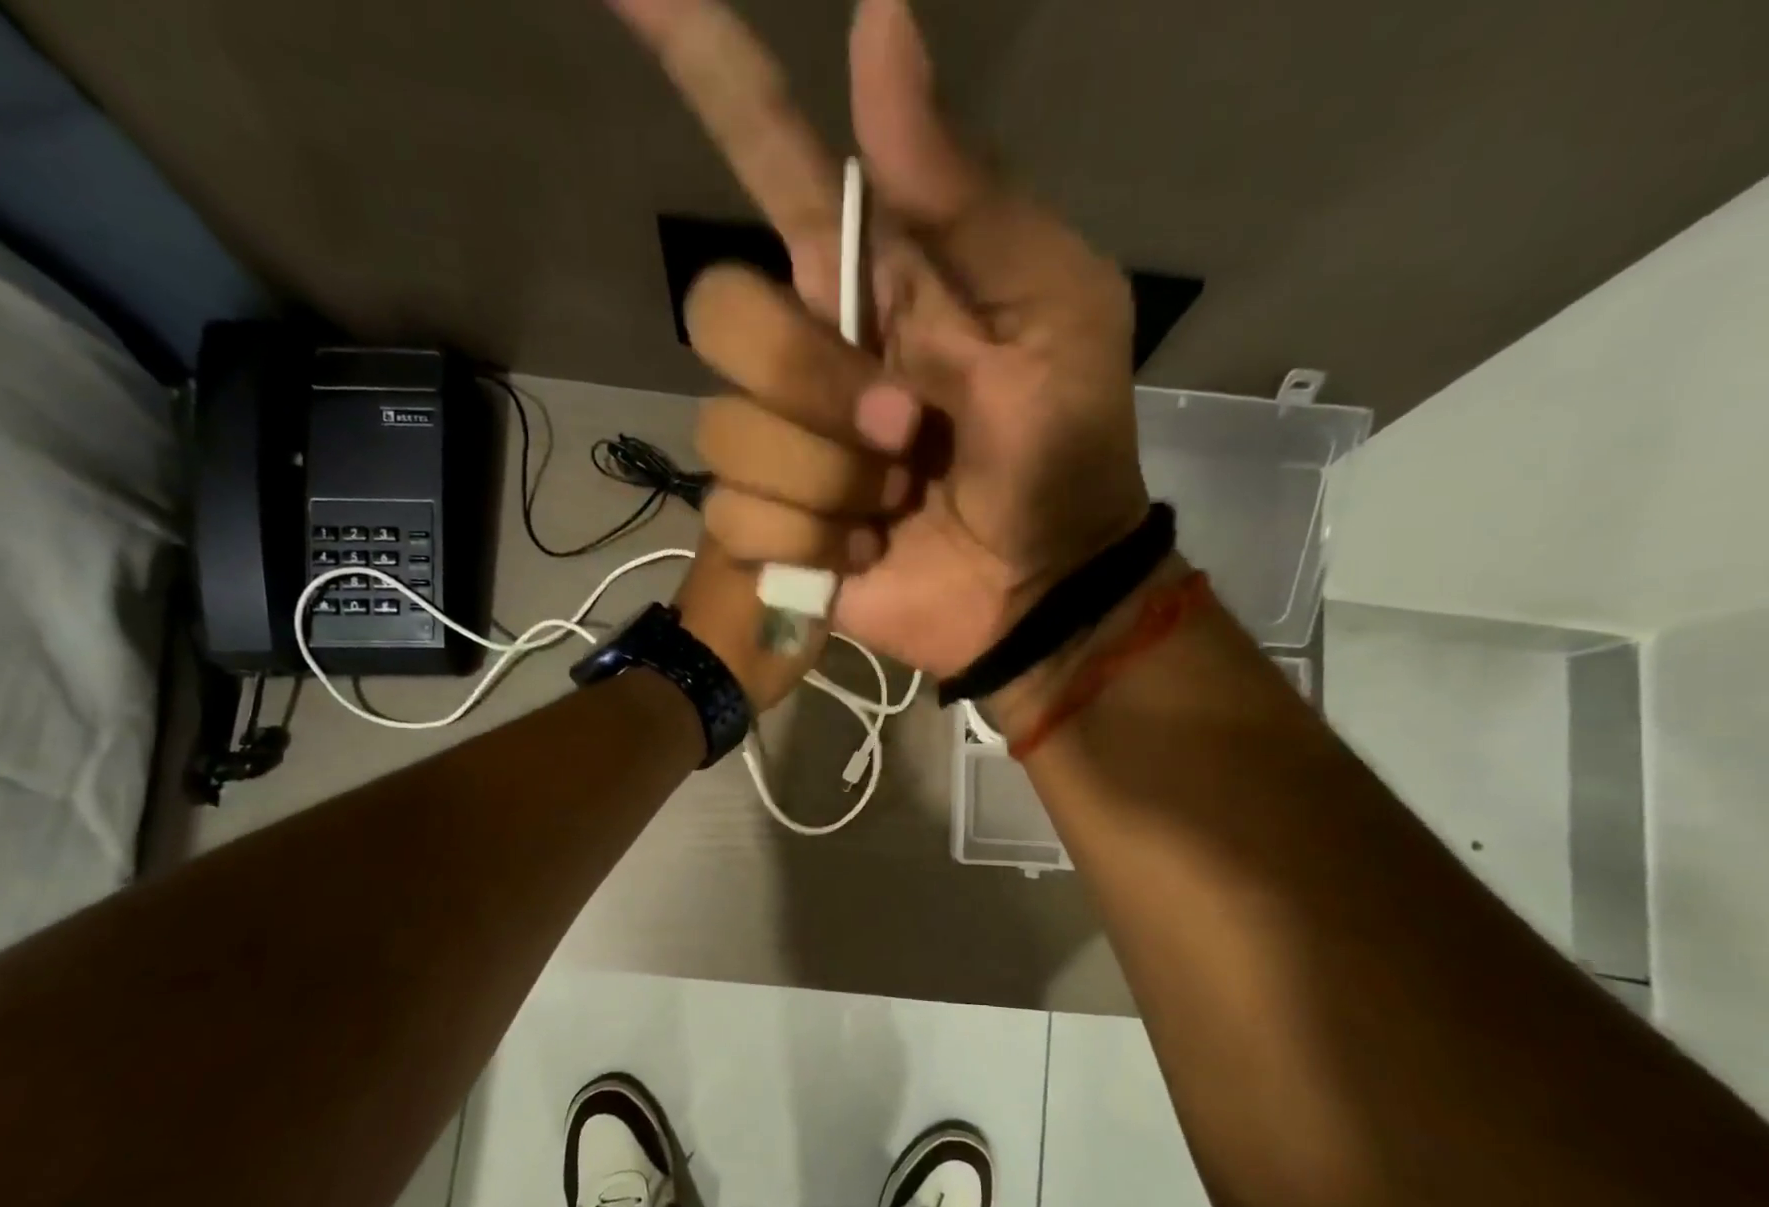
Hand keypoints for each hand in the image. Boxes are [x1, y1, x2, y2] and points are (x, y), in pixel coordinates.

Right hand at [609, 0, 1149, 679]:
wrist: (1039, 589)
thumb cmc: (1063, 454)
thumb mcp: (1053, 315)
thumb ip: (967, 199)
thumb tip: (876, 28)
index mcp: (874, 280)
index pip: (769, 154)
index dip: (704, 66)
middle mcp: (807, 353)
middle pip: (722, 315)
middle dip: (814, 382)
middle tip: (907, 428)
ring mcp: (780, 445)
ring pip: (728, 432)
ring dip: (833, 481)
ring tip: (898, 503)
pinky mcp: (769, 528)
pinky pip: (738, 517)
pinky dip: (813, 545)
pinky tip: (865, 555)